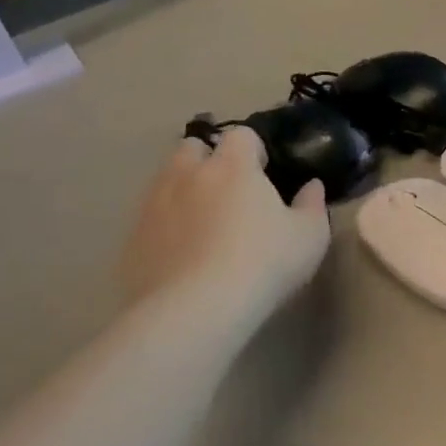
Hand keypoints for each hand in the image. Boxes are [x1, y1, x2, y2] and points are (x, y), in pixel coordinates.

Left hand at [121, 127, 329, 314]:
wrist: (194, 310)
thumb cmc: (262, 264)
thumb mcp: (308, 237)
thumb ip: (312, 205)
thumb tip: (312, 186)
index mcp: (232, 166)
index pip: (240, 134)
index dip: (253, 149)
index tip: (264, 173)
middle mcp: (188, 174)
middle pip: (192, 147)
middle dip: (207, 160)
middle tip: (228, 192)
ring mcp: (154, 204)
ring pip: (166, 180)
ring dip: (183, 190)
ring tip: (202, 224)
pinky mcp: (133, 238)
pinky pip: (150, 219)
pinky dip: (164, 227)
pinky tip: (180, 256)